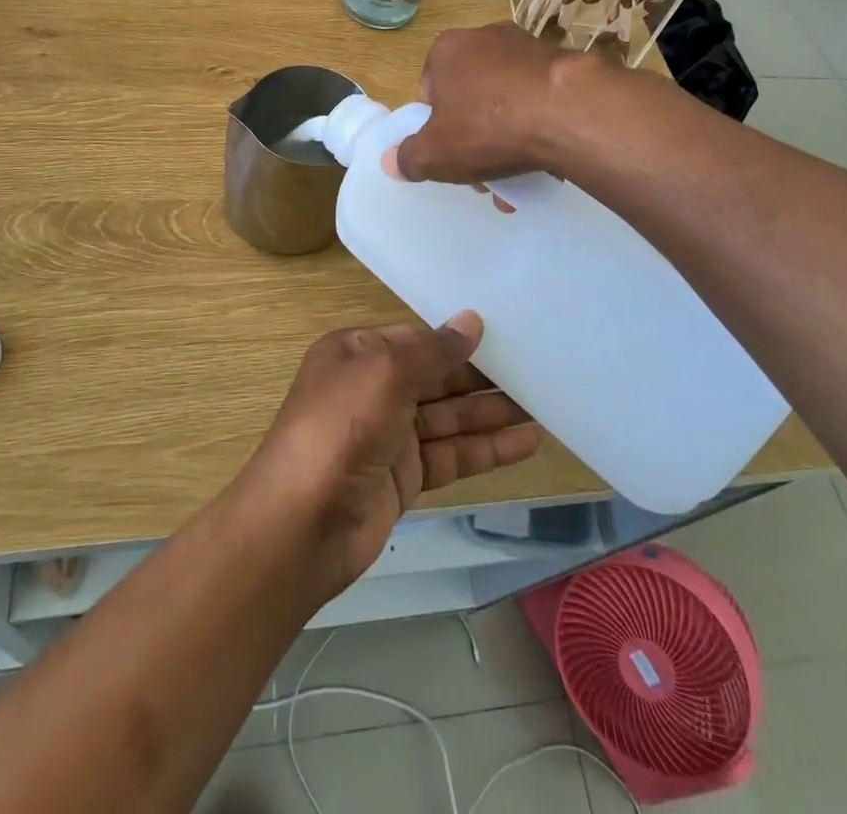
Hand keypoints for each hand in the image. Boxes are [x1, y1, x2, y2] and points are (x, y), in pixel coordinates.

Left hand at [238, 315, 541, 596]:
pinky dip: (486, 449)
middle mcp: (371, 388)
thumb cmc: (340, 428)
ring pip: (448, 417)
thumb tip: (471, 320)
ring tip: (544, 404)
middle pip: (435, 377)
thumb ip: (433, 350)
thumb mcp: (385, 373)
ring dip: (491, 413)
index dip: (458, 339)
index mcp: (356, 353)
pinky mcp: (403, 477)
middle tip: (538, 369)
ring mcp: (387, 435)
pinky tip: (527, 442)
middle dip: (481, 377)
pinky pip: (451, 454)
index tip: (507, 334)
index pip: (416, 339)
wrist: (302, 525)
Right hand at [395, 23, 576, 185]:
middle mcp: (485, 38)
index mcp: (447, 50)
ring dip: (506, 137)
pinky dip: (538, 126)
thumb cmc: (488, 126)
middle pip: (470, 96)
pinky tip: (545, 159)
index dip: (436, 126)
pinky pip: (539, 100)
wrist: (568, 112)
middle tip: (483, 173)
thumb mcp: (435, 154)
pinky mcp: (564, 63)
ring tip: (518, 175)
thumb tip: (391, 162)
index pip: (430, 89)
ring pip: (506, 100)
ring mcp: (528, 47)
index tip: (450, 153)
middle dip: (473, 136)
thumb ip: (408, 158)